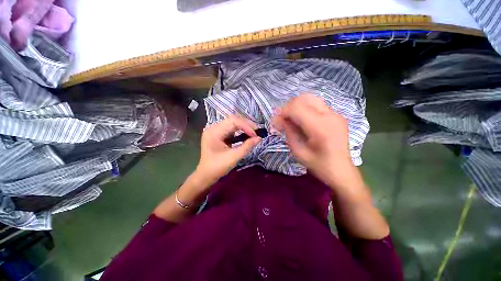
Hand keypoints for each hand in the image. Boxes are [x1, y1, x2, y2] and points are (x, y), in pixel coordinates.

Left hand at [194, 115, 260, 185]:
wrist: (205, 175)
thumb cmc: (217, 167)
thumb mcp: (233, 157)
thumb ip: (247, 146)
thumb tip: (259, 138)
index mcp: (214, 132)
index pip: (233, 121)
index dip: (246, 126)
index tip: (256, 135)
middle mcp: (213, 128)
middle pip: (232, 120)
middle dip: (246, 125)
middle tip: (257, 132)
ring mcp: (214, 130)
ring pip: (232, 123)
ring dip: (243, 128)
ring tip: (253, 134)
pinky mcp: (217, 135)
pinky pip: (230, 129)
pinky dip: (239, 132)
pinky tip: (246, 136)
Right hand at [272, 94, 352, 184]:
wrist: (342, 171)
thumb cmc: (320, 166)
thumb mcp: (299, 152)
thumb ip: (289, 132)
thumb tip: (281, 119)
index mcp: (320, 127)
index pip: (296, 107)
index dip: (283, 112)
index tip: (277, 122)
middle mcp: (329, 115)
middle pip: (304, 98)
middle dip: (291, 106)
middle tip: (284, 119)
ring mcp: (336, 114)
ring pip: (313, 100)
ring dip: (300, 107)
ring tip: (295, 120)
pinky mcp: (339, 116)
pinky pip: (320, 106)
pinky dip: (310, 110)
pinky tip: (308, 123)